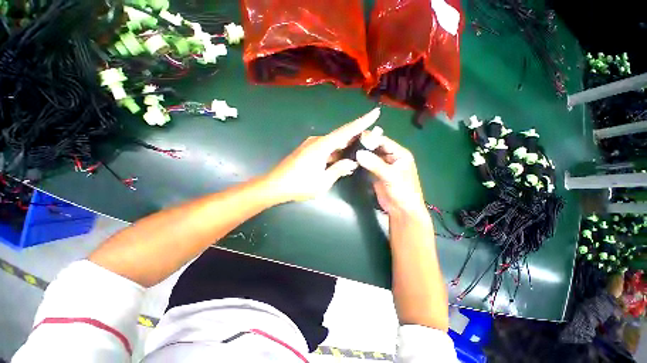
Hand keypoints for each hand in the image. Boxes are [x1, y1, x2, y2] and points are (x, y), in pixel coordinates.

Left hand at [264, 108, 380, 201]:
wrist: (275, 185)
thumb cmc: (299, 185)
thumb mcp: (323, 181)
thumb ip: (339, 169)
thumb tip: (351, 162)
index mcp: (322, 146)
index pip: (346, 131)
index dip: (362, 122)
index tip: (374, 113)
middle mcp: (317, 141)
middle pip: (341, 136)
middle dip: (356, 137)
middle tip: (371, 139)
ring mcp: (311, 145)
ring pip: (333, 143)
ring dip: (345, 147)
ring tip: (359, 151)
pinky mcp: (307, 151)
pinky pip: (326, 149)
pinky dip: (335, 153)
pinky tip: (342, 160)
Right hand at [355, 136, 426, 217]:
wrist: (402, 211)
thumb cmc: (402, 192)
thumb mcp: (390, 176)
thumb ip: (375, 164)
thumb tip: (358, 153)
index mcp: (399, 153)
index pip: (383, 141)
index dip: (370, 138)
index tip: (355, 137)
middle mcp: (390, 157)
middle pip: (375, 147)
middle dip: (363, 146)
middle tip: (347, 143)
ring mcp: (382, 165)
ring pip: (370, 156)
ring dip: (360, 154)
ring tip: (346, 150)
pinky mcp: (375, 173)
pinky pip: (366, 165)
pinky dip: (360, 162)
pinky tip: (350, 160)